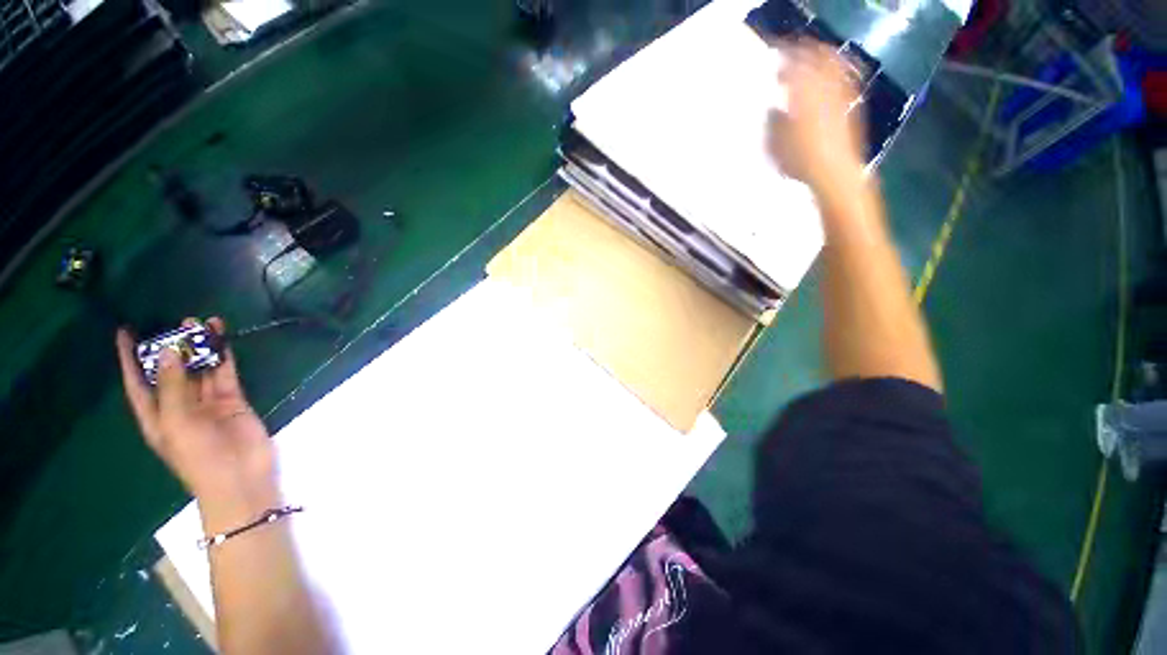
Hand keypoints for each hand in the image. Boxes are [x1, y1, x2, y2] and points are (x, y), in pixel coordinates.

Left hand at [117, 317, 280, 531]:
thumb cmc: (198, 456)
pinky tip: (223, 339)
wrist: (240, 475)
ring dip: (201, 347)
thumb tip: (170, 350)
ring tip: (203, 321)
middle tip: (178, 321)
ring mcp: (207, 402)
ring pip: (200, 368)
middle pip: (171, 371)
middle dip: (172, 347)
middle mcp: (178, 405)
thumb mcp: (177, 422)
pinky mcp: (232, 400)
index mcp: (156, 415)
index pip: (137, 382)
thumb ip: (173, 386)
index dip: (129, 358)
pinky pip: (224, 373)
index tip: (126, 331)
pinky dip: (223, 356)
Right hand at [767, 39, 866, 193]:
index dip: (786, 58)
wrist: (835, 172)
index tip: (777, 57)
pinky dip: (835, 72)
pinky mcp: (851, 105)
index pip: (794, 66)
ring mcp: (841, 94)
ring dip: (822, 58)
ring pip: (834, 65)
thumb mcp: (774, 145)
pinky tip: (828, 78)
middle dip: (806, 51)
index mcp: (803, 95)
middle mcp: (825, 88)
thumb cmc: (800, 161)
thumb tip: (773, 108)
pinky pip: (845, 78)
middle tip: (795, 53)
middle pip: (818, 58)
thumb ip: (773, 122)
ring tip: (812, 60)